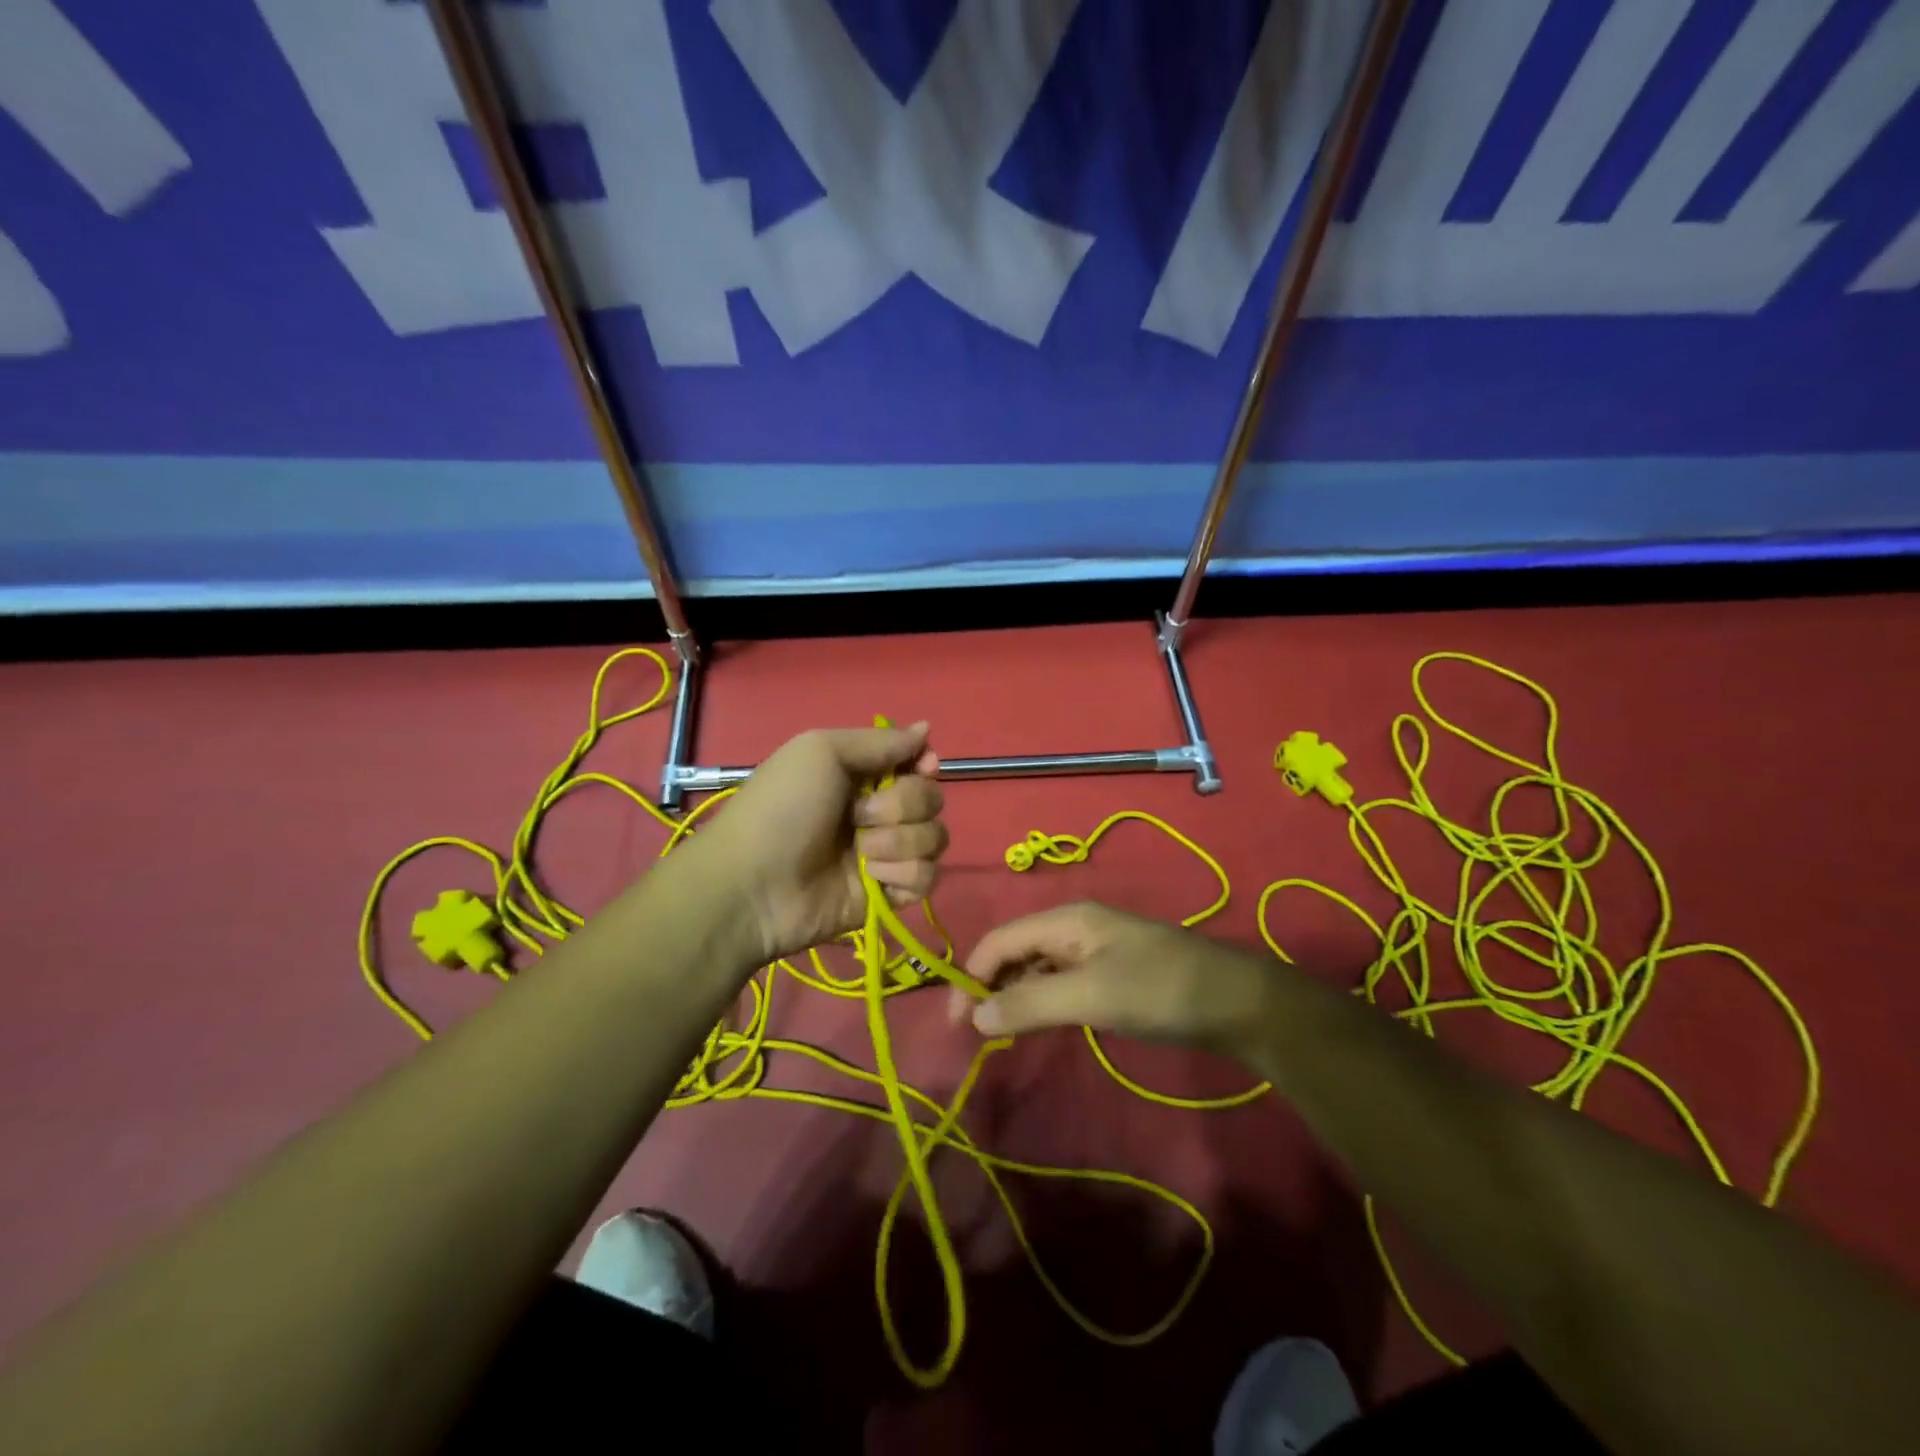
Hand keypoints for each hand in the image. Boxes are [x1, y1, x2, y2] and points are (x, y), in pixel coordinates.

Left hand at [698, 723, 947, 963]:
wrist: (754, 885)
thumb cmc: (782, 808)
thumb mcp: (821, 751)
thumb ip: (880, 741)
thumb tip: (926, 727)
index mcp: (860, 774)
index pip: (917, 762)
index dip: (925, 764)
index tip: (921, 768)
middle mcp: (878, 811)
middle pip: (931, 799)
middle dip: (903, 805)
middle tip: (859, 815)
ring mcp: (885, 854)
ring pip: (934, 839)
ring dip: (899, 843)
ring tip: (860, 852)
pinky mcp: (889, 893)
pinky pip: (927, 878)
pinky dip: (902, 876)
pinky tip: (871, 879)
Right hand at [956, 902, 1274, 1055]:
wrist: (1237, 1002)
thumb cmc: (1159, 991)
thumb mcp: (1091, 996)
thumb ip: (1031, 1003)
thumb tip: (974, 1016)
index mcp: (1065, 920)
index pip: (999, 940)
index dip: (971, 976)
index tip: (957, 1023)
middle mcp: (1074, 927)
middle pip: (1015, 950)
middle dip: (989, 985)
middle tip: (975, 1032)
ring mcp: (1094, 950)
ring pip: (1036, 967)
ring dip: (1013, 995)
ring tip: (1000, 1032)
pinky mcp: (1110, 973)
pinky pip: (1060, 981)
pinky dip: (1040, 1001)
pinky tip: (1037, 1024)